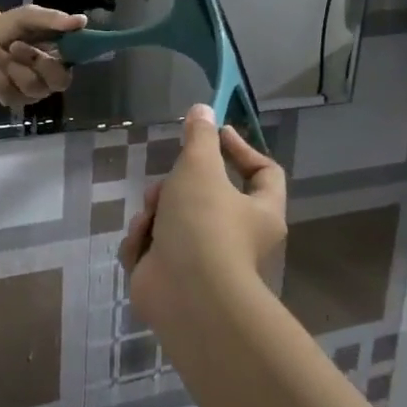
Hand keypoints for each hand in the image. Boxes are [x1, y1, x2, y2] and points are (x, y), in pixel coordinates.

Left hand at [0, 0, 86, 107]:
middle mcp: (51, 79)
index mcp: (61, 58)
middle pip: (57, 83)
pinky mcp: (12, 100)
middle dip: (34, 62)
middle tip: (14, 45)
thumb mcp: (29, 17)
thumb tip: (82, 20)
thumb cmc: (8, 27)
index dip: (62, 62)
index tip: (45, 49)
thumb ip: (53, 19)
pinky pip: (9, 95)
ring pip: (31, 87)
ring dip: (10, 65)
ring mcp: (32, 92)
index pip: (74, 68)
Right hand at [120, 104, 286, 328]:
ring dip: (154, 216)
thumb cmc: (204, 225)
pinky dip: (144, 245)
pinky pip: (154, 248)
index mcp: (259, 212)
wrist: (187, 297)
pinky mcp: (173, 279)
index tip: (214, 133)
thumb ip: (199, 137)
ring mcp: (203, 262)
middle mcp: (237, 238)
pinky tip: (142, 249)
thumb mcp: (200, 168)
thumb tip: (204, 109)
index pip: (264, 172)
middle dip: (175, 187)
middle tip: (164, 188)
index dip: (240, 148)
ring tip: (149, 222)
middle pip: (204, 196)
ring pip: (171, 220)